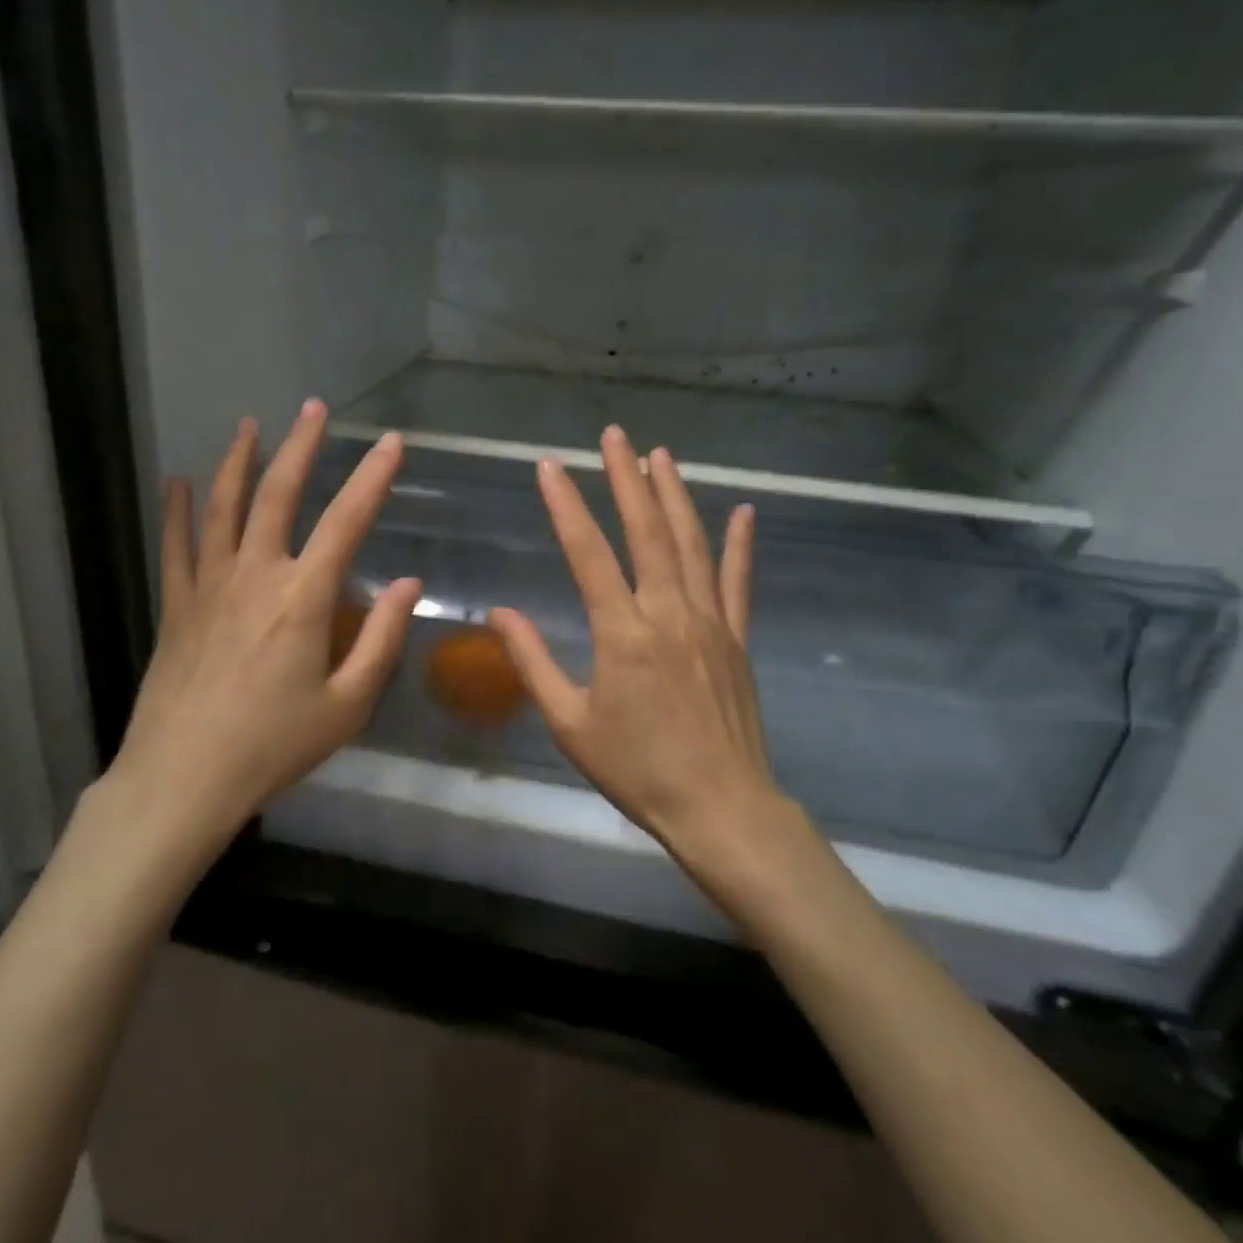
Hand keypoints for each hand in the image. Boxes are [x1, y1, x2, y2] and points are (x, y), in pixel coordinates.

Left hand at [93, 400, 421, 856]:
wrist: (184, 777)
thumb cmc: (274, 746)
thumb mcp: (347, 705)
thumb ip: (381, 639)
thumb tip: (408, 583)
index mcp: (303, 598)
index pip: (347, 521)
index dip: (372, 477)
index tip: (391, 443)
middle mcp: (255, 575)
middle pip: (278, 494)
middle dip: (300, 446)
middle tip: (313, 409)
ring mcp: (209, 586)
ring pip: (224, 507)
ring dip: (239, 462)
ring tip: (251, 425)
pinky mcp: (177, 605)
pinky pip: (176, 545)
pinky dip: (178, 510)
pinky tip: (178, 482)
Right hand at [488, 428, 798, 879]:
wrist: (720, 807)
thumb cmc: (636, 769)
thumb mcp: (569, 722)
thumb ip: (533, 662)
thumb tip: (500, 613)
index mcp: (622, 633)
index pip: (588, 553)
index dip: (566, 506)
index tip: (549, 467)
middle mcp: (668, 613)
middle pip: (646, 531)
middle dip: (627, 478)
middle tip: (614, 435)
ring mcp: (710, 622)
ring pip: (691, 544)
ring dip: (674, 495)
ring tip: (661, 454)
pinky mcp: (737, 638)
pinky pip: (738, 581)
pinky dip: (740, 544)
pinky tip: (742, 511)